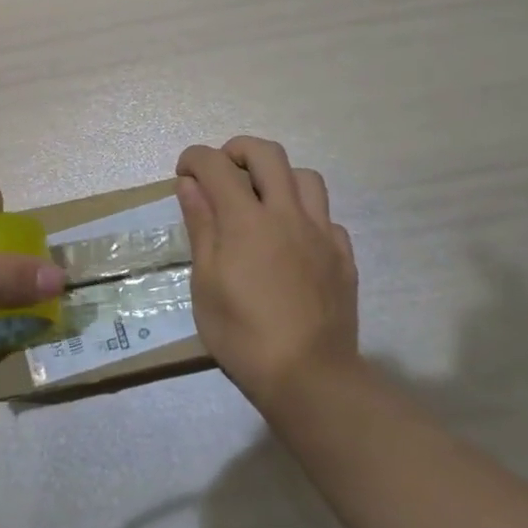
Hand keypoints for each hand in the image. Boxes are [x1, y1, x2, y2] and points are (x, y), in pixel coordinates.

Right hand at [176, 137, 360, 409]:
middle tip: (222, 171)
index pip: (217, 166)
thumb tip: (190, 185)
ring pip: (306, 177)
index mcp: (246, 220)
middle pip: (267, 154)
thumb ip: (201, 227)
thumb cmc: (242, 334)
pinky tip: (293, 240)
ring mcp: (321, 233)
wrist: (309, 376)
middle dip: (237, 150)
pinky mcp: (343, 255)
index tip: (184, 172)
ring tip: (263, 200)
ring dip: (279, 176)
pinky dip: (305, 215)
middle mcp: (287, 214)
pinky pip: (326, 217)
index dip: (195, 159)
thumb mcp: (206, 283)